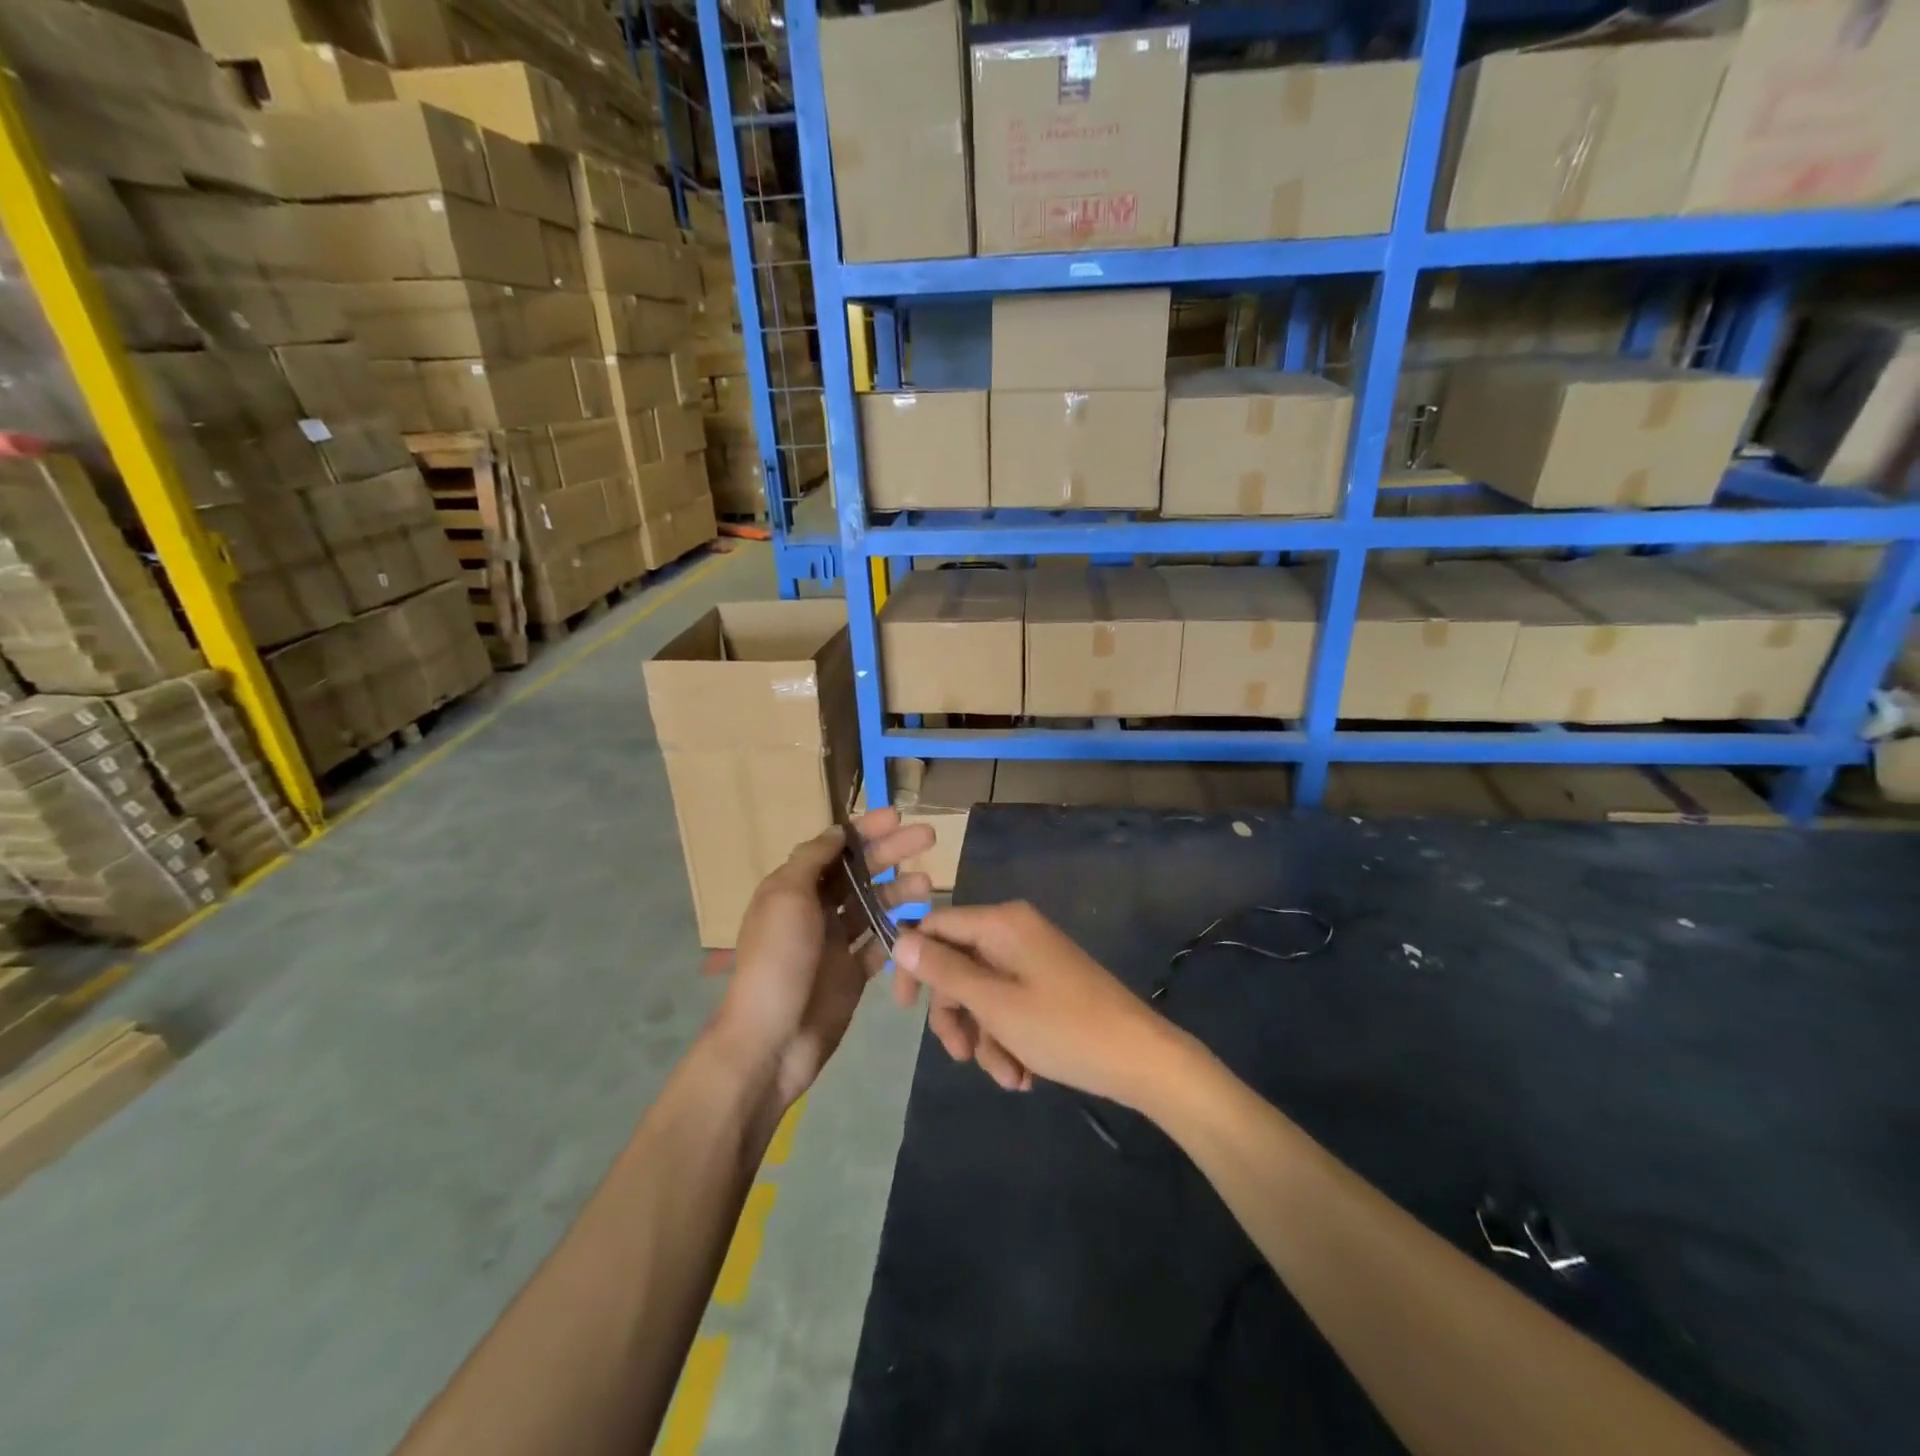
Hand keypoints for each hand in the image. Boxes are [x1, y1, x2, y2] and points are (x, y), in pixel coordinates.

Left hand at [714, 809, 933, 1110]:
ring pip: (874, 905)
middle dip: (891, 852)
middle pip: (859, 872)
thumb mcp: (787, 897)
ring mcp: (835, 943)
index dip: (864, 830)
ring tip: (928, 884)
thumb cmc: (778, 960)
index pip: (834, 848)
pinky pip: (880, 944)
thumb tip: (836, 832)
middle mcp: (814, 910)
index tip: (896, 817)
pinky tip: (922, 923)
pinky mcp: (852, 973)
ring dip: (900, 891)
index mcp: (793, 888)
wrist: (772, 1040)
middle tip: (928, 836)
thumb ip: (812, 860)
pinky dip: (899, 932)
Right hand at [892, 902, 1172, 1107]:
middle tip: (960, 1056)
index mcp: (1002, 924)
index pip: (936, 926)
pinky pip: (1009, 1007)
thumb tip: (900, 939)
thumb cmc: (1063, 1028)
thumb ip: (944, 972)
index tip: (903, 1008)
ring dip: (985, 1038)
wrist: (1141, 1059)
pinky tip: (1023, 1075)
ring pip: (982, 994)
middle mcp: (1015, 933)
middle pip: (958, 966)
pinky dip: (1008, 1040)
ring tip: (1007, 1077)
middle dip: (956, 1016)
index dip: (913, 963)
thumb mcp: (994, 1004)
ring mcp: (1033, 961)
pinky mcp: (1047, 987)